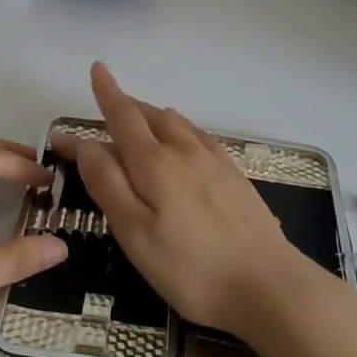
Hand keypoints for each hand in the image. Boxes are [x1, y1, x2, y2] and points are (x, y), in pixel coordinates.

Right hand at [68, 63, 326, 337]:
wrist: (269, 286)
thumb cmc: (191, 268)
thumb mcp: (135, 233)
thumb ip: (108, 185)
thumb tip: (87, 144)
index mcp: (154, 163)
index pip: (123, 116)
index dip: (107, 93)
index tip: (95, 69)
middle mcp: (184, 151)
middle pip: (150, 115)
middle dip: (126, 104)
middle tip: (107, 102)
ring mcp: (215, 161)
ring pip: (177, 123)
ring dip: (153, 114)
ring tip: (140, 117)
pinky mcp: (235, 176)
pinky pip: (200, 136)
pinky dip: (181, 129)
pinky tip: (185, 140)